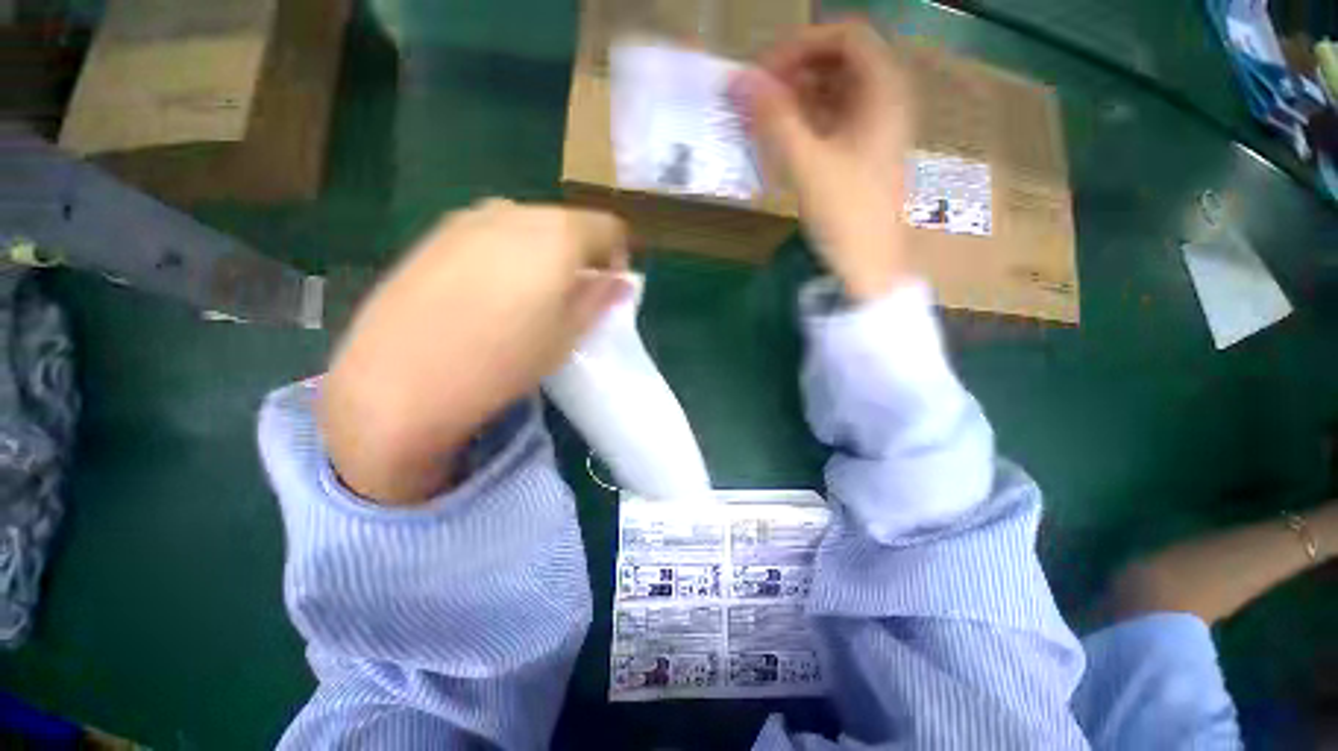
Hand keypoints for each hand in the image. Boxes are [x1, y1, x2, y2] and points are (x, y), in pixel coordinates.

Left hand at [320, 200, 629, 504]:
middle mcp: (515, 212)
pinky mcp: (435, 235)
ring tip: (530, 297)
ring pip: (527, 226)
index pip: (607, 227)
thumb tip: (621, 281)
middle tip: (573, 295)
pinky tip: (489, 295)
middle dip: (580, 254)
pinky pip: (490, 235)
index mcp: (558, 234)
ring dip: (543, 254)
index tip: (610, 285)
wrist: (402, 379)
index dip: (617, 255)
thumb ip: (599, 299)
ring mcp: (469, 219)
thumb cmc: (504, 360)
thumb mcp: (568, 335)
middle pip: (566, 223)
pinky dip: (506, 255)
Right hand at [734, 21, 912, 301]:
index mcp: (883, 92)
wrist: (870, 267)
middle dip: (793, 73)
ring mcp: (872, 131)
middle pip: (837, 63)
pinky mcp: (858, 157)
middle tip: (756, 99)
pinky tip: (778, 142)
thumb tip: (737, 80)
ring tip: (759, 122)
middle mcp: (883, 102)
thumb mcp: (808, 164)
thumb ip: (773, 119)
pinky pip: (829, 125)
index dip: (801, 47)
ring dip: (794, 101)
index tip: (764, 75)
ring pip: (831, 95)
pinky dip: (802, 125)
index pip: (845, 37)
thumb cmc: (846, 215)